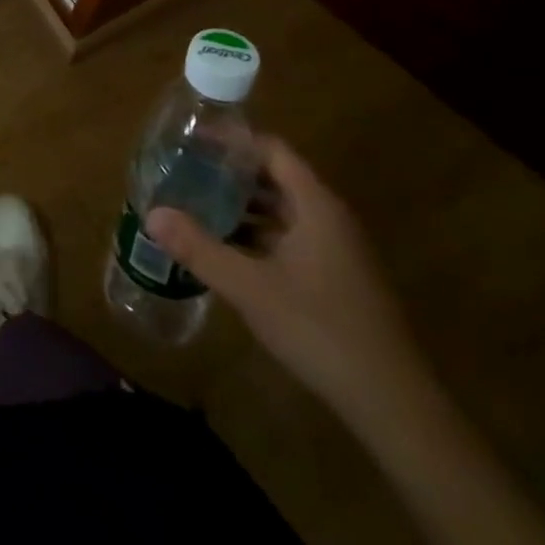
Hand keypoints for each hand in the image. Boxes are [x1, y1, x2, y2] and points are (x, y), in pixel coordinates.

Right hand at [147, 138, 428, 427]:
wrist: (393, 404)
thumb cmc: (320, 329)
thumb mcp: (250, 287)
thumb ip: (200, 248)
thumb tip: (151, 214)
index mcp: (316, 206)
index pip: (272, 150)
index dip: (233, 141)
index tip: (192, 141)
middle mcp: (330, 218)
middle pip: (276, 177)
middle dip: (231, 173)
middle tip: (186, 171)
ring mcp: (337, 250)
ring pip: (283, 211)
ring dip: (243, 206)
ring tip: (197, 205)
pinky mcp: (337, 278)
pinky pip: (291, 238)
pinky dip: (258, 235)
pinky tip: (227, 250)